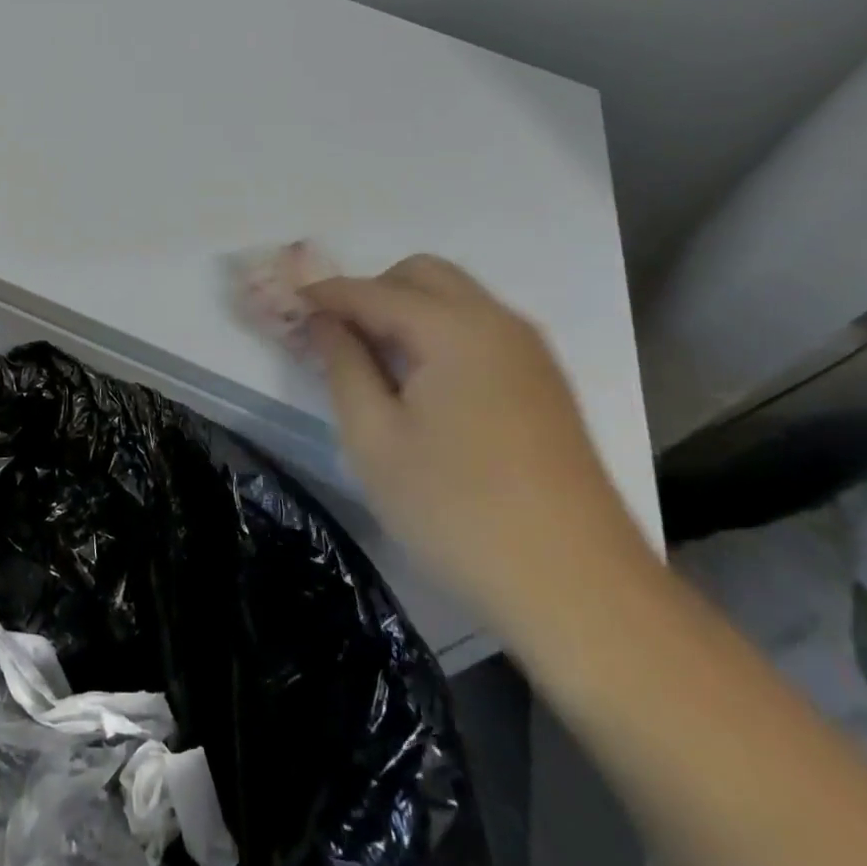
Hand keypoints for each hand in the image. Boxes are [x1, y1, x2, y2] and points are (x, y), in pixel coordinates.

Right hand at [302, 256, 642, 631]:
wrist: (580, 590)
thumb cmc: (458, 512)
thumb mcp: (375, 441)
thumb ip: (343, 366)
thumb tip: (324, 322)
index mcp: (453, 328)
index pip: (371, 291)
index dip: (324, 295)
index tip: (286, 306)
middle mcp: (496, 321)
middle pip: (422, 274)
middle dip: (372, 292)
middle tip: (339, 340)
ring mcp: (529, 350)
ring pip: (455, 298)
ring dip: (407, 310)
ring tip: (376, 365)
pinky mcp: (544, 381)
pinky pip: (480, 328)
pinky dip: (440, 333)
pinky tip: (423, 386)